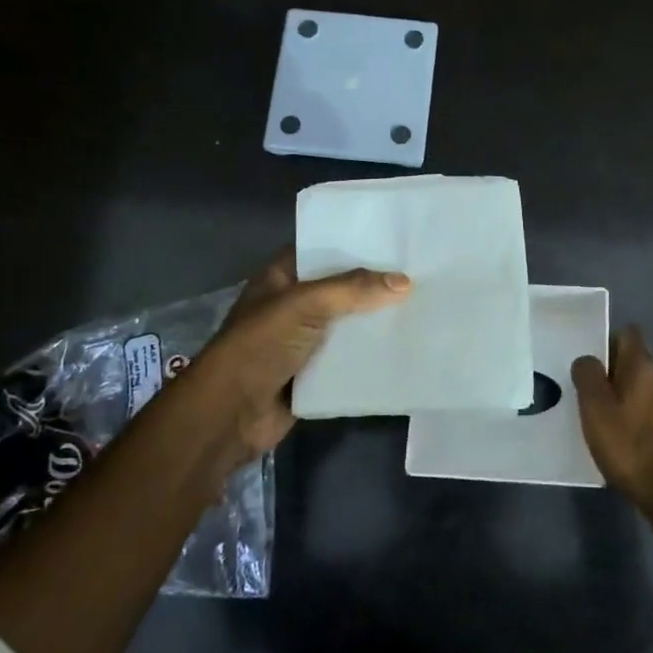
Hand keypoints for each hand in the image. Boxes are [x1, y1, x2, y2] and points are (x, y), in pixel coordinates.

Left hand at [164, 251, 410, 491]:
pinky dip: (369, 354)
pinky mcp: (313, 374)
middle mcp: (292, 304)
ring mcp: (302, 340)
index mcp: (281, 277)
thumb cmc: (260, 345)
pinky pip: (347, 358)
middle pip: (339, 287)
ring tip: (421, 306)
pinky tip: (404, 345)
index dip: (353, 243)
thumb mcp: (305, 304)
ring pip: (347, 323)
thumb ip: (353, 289)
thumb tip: (404, 282)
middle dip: (373, 284)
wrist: (230, 414)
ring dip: (374, 320)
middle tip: (419, 272)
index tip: (394, 239)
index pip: (321, 249)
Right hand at [571, 327, 652, 510]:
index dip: (609, 344)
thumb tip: (588, 359)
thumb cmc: (630, 447)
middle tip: (599, 401)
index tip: (594, 368)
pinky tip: (637, 441)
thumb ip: (588, 376)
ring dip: (636, 398)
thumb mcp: (595, 411)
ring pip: (652, 387)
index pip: (628, 334)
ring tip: (617, 425)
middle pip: (640, 362)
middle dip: (621, 375)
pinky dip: (649, 417)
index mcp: (644, 365)